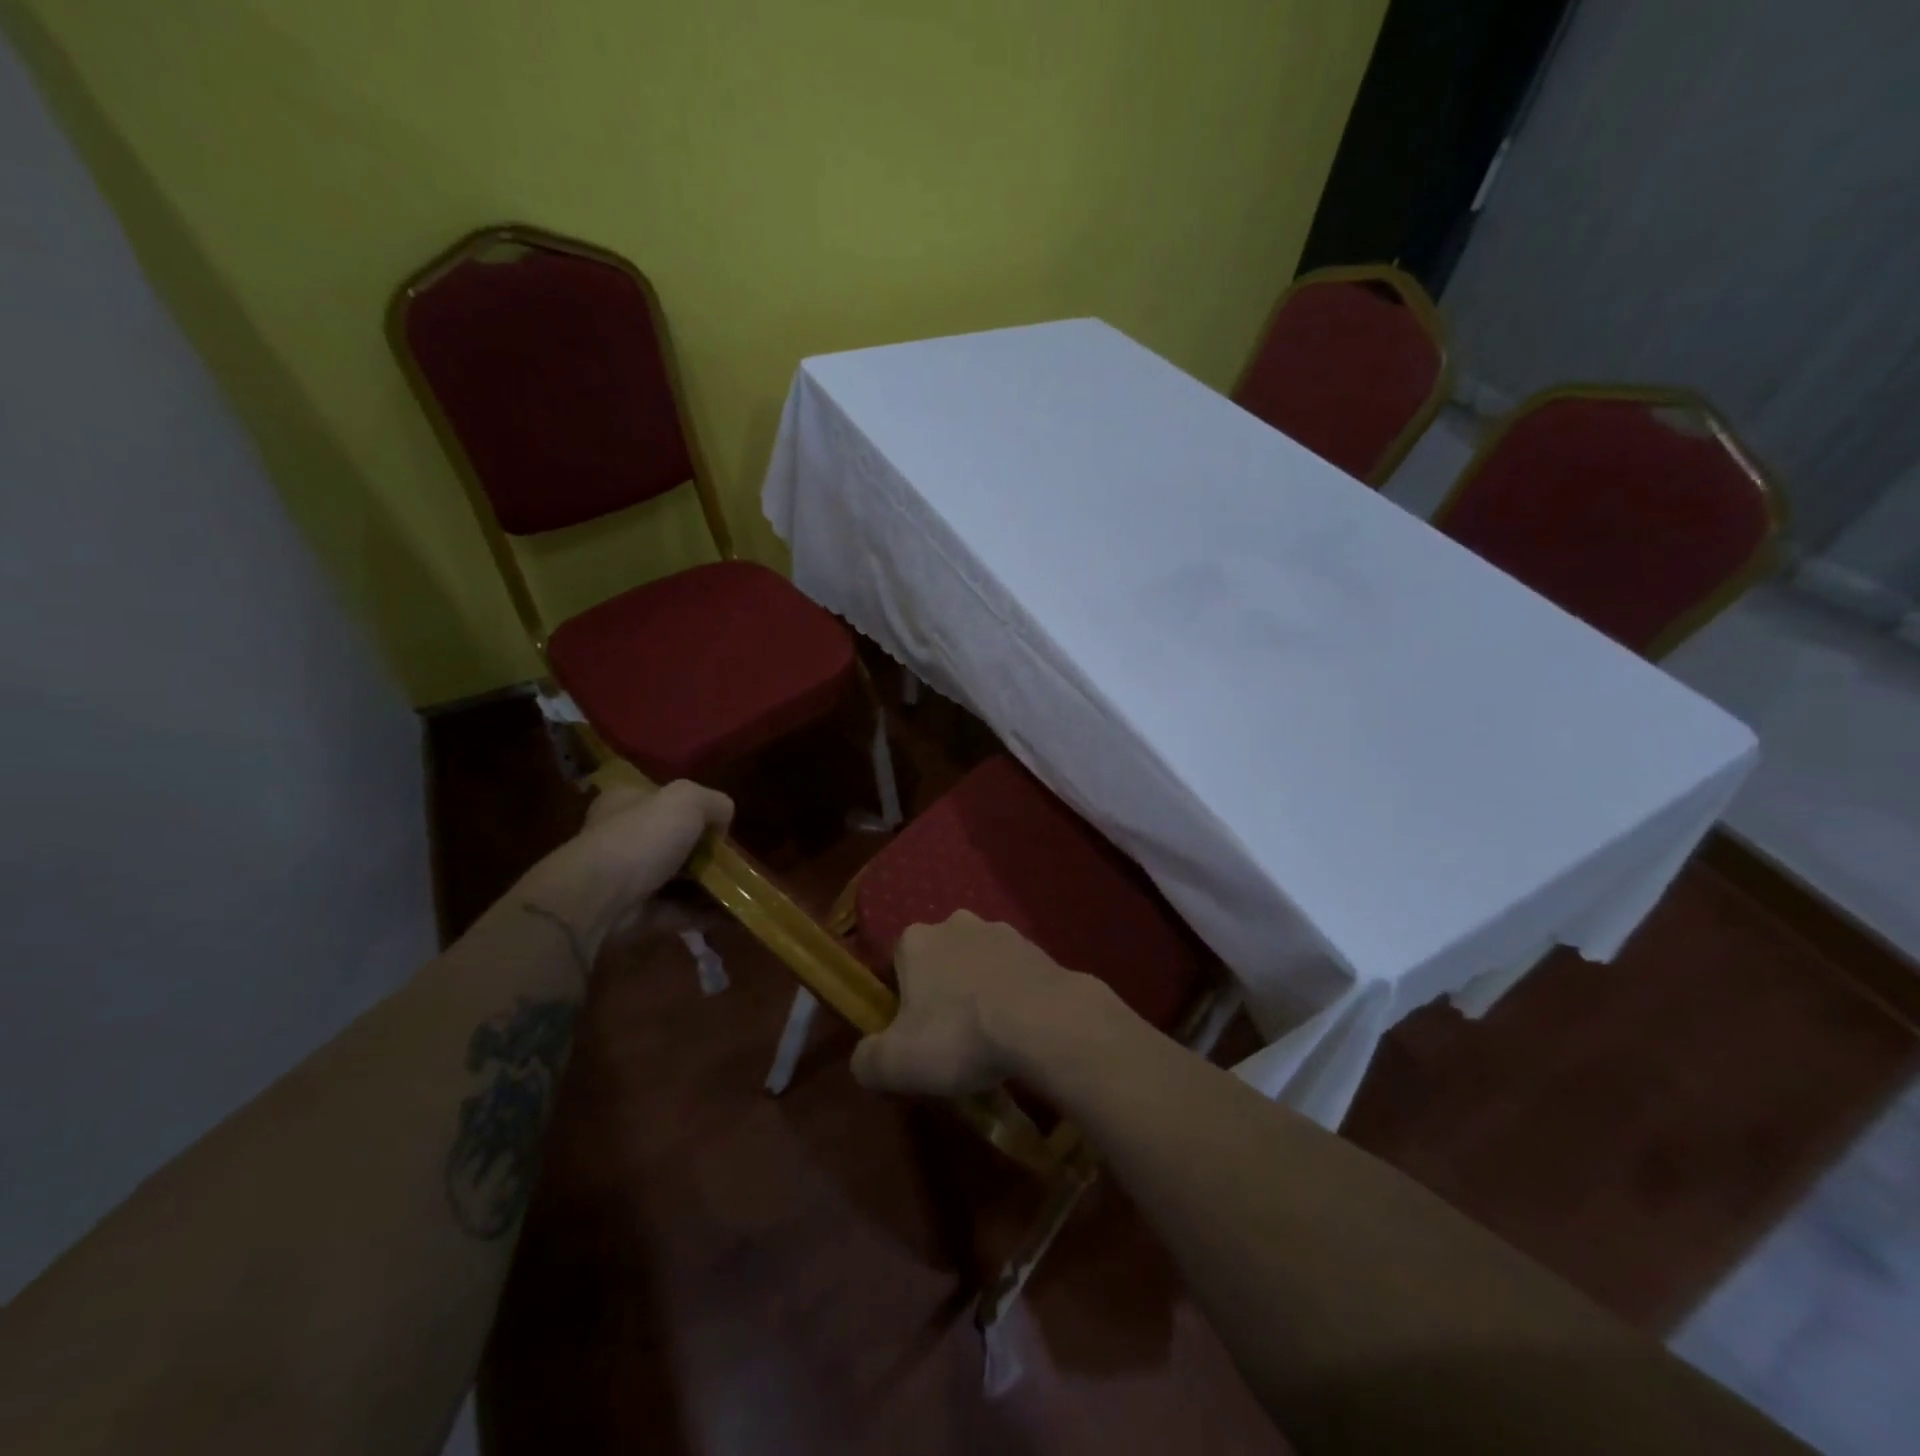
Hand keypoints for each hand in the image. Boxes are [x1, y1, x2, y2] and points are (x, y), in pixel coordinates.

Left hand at [527, 780, 732, 946]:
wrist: (599, 899)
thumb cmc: (640, 838)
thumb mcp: (687, 800)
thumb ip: (713, 802)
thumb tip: (722, 822)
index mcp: (626, 802)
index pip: (662, 800)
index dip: (694, 810)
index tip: (720, 826)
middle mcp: (623, 837)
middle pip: (673, 842)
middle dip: (704, 853)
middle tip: (734, 861)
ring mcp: (627, 878)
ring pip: (677, 879)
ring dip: (708, 886)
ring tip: (742, 889)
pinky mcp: (636, 914)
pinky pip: (678, 911)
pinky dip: (703, 914)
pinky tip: (732, 914)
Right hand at [850, 911, 1097, 1096]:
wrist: (1043, 1022)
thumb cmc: (959, 1036)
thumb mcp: (895, 1063)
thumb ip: (866, 1059)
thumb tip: (865, 1058)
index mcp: (915, 940)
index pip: (897, 964)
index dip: (902, 1000)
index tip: (914, 1034)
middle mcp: (955, 923)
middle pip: (939, 960)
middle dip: (942, 991)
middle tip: (952, 1038)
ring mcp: (1000, 930)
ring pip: (978, 963)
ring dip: (979, 990)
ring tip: (991, 1038)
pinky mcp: (1036, 947)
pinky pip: (1013, 973)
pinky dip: (1012, 994)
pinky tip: (1020, 1029)